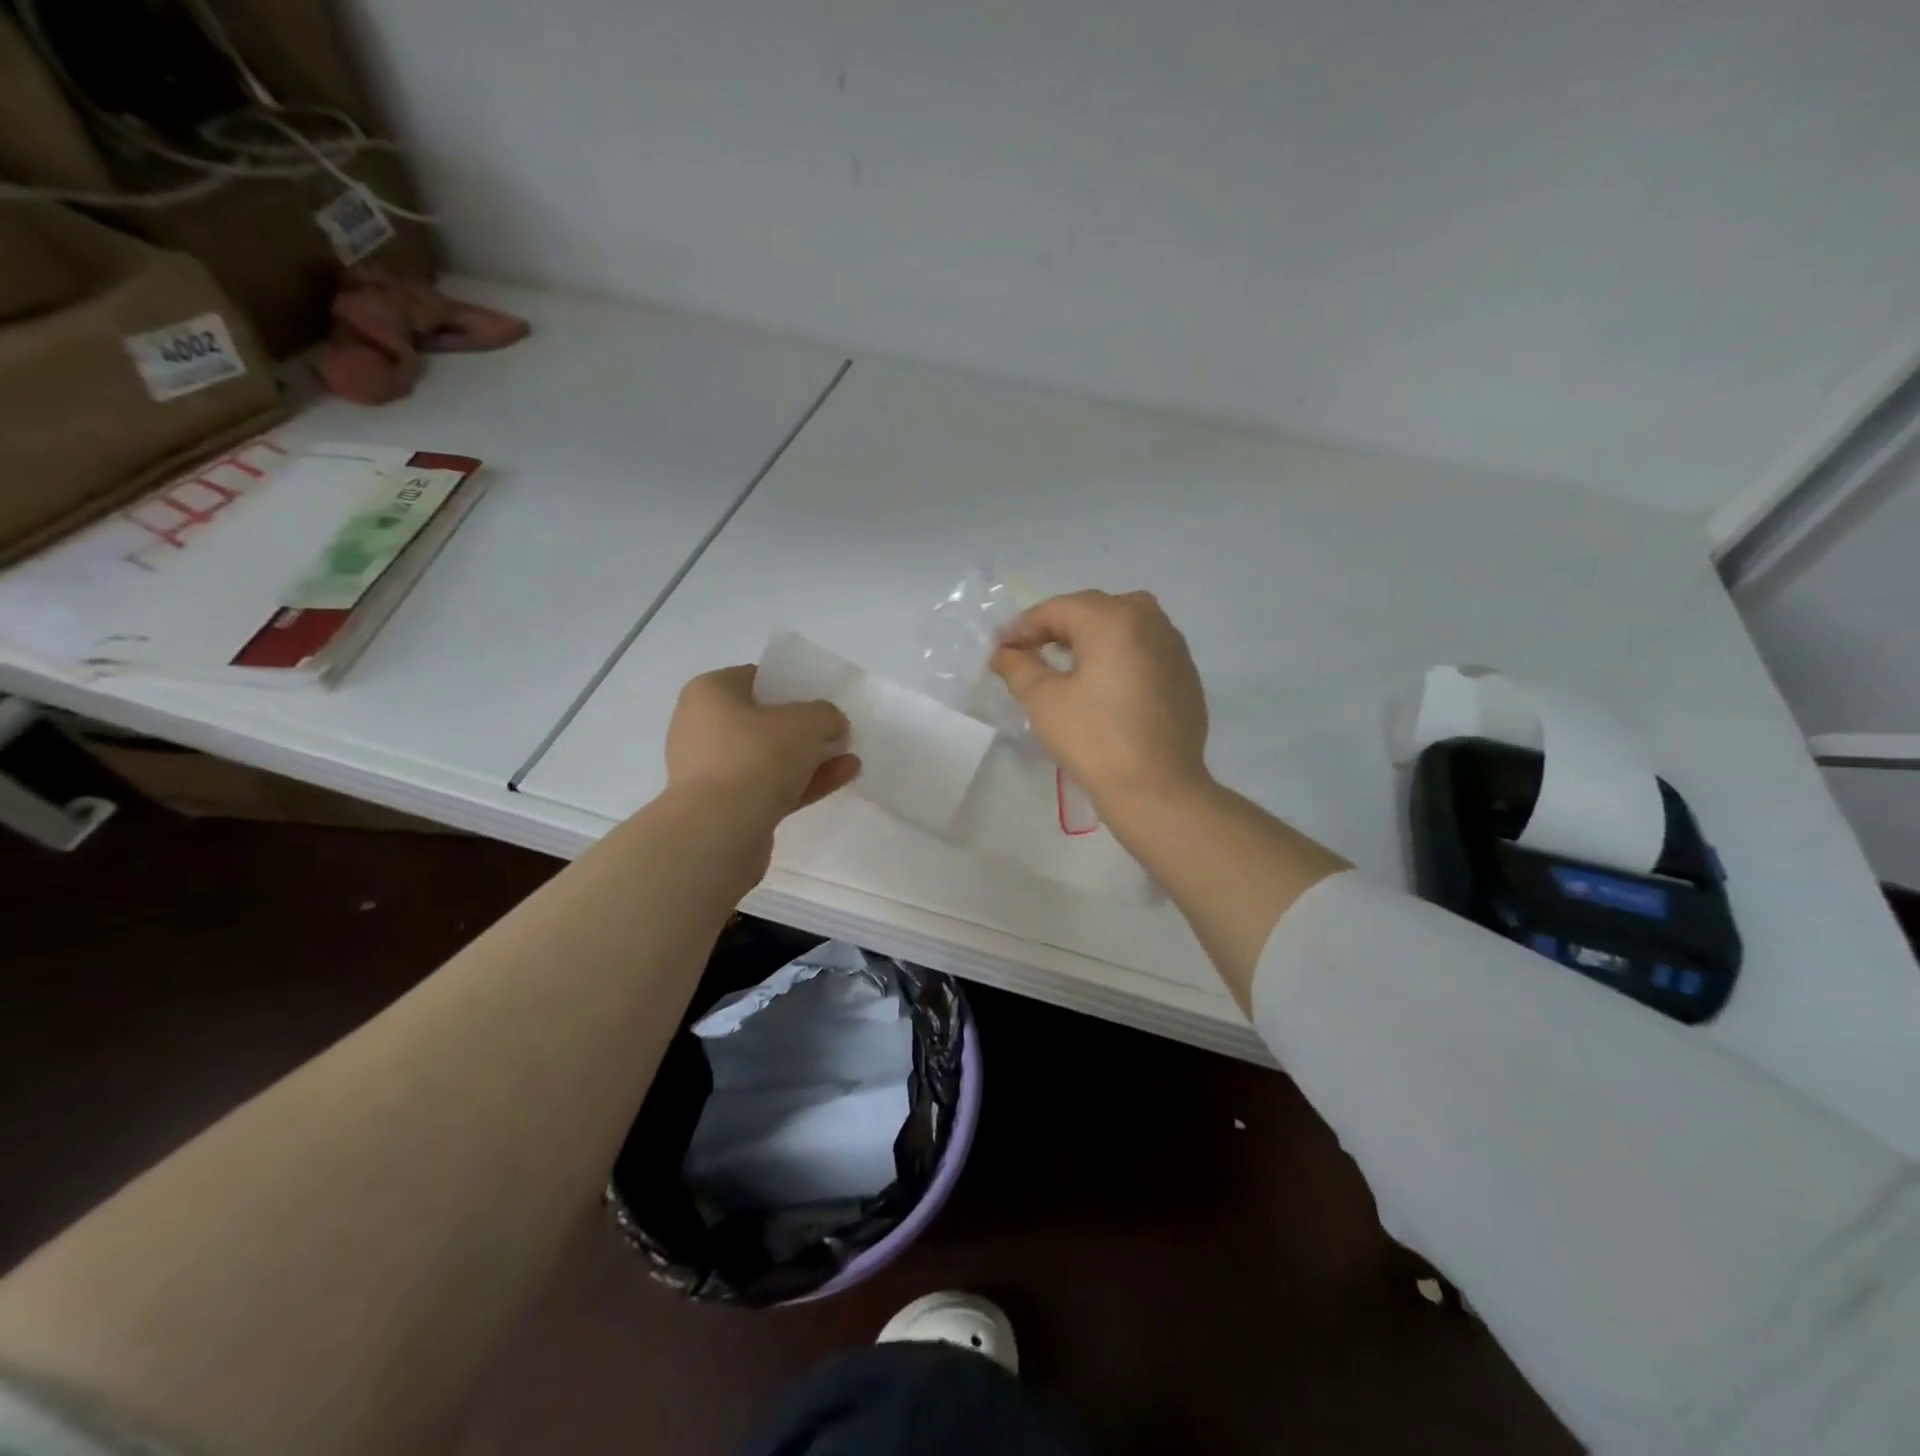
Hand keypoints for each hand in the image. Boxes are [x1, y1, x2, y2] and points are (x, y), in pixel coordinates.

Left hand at [665, 666, 860, 818]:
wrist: (719, 830)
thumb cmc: (757, 756)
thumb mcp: (807, 721)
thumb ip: (826, 715)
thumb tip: (831, 725)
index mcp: (710, 693)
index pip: (756, 679)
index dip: (793, 686)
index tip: (823, 700)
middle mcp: (703, 727)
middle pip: (763, 721)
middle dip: (804, 728)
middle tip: (837, 732)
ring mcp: (711, 771)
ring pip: (769, 757)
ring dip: (810, 758)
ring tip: (850, 759)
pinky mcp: (725, 808)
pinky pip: (770, 787)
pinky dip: (803, 782)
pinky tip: (841, 778)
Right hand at [990, 590, 1210, 811]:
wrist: (1157, 788)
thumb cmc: (1094, 739)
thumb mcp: (1043, 701)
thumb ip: (1018, 667)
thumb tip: (1003, 653)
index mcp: (1113, 618)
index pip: (1057, 609)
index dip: (1023, 627)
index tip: (1001, 649)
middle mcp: (1149, 619)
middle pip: (1091, 611)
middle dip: (1056, 629)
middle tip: (1027, 653)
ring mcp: (1173, 645)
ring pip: (1121, 626)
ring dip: (1089, 639)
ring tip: (1064, 665)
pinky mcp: (1185, 673)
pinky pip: (1143, 649)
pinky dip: (1118, 656)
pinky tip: (1103, 684)